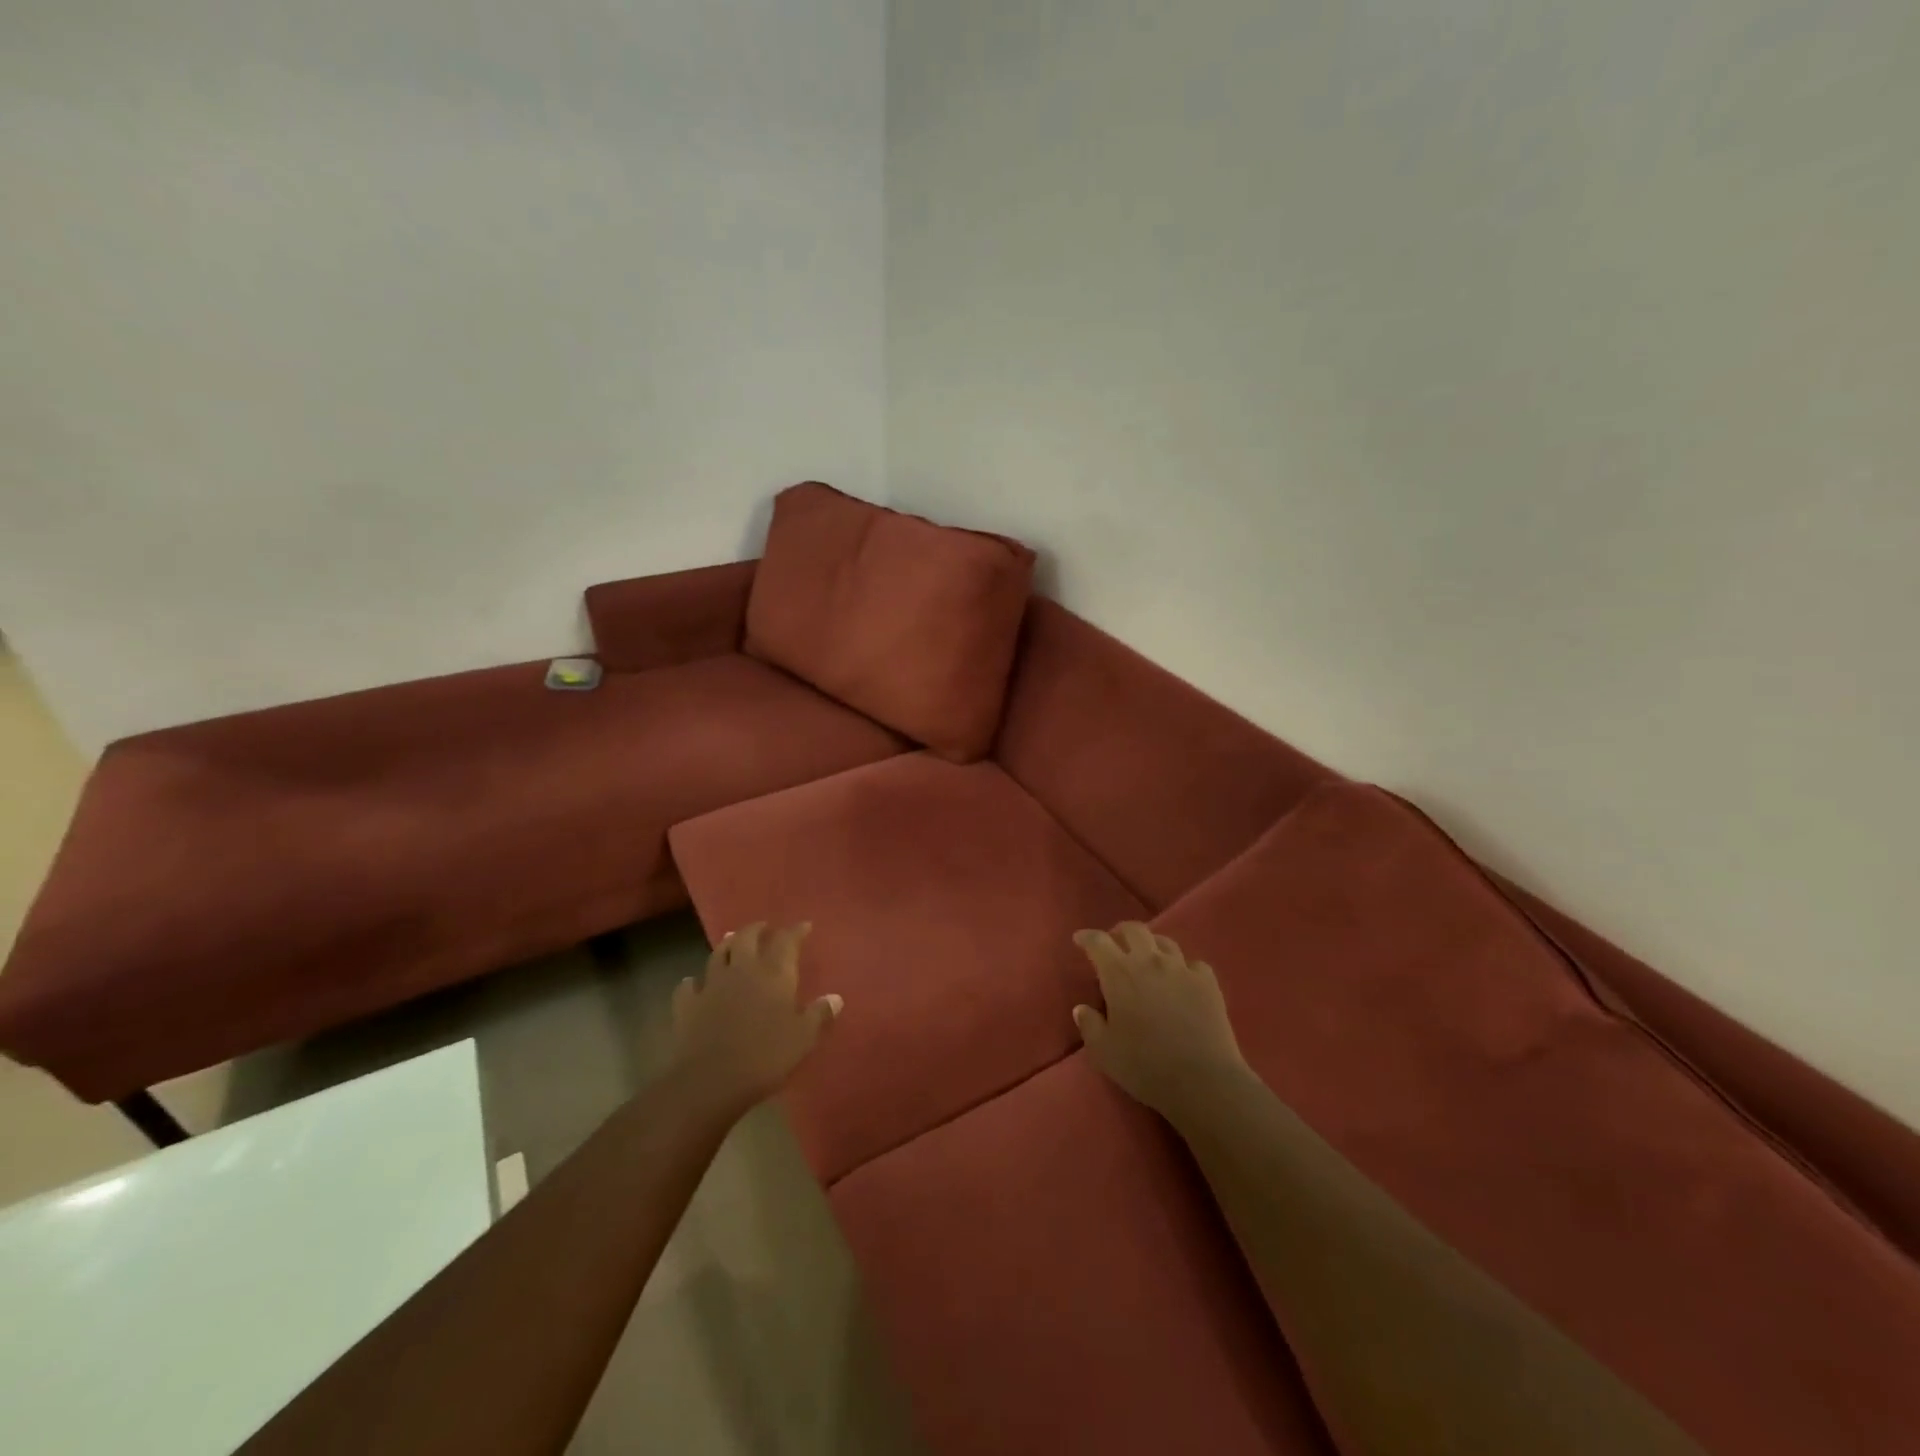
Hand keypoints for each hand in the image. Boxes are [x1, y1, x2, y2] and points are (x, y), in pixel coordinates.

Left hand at [669, 922, 840, 1119]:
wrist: (710, 1081)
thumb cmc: (765, 1056)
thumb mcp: (803, 1038)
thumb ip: (819, 1015)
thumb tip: (835, 997)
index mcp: (774, 974)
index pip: (787, 941)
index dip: (796, 931)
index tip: (805, 926)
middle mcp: (742, 970)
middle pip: (747, 937)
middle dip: (757, 929)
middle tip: (765, 927)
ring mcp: (711, 984)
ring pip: (718, 954)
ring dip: (727, 944)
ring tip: (732, 940)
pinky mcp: (687, 1004)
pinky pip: (689, 985)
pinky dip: (694, 981)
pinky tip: (696, 984)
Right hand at [1072, 923, 1249, 1121]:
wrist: (1203, 1080)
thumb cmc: (1145, 1066)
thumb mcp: (1104, 1052)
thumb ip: (1089, 1025)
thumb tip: (1082, 1008)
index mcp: (1119, 974)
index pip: (1098, 942)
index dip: (1087, 937)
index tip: (1080, 939)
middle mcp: (1150, 961)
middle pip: (1134, 930)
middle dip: (1120, 932)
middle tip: (1115, 944)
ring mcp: (1182, 969)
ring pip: (1165, 942)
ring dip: (1151, 946)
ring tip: (1148, 959)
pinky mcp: (1207, 982)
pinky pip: (1193, 964)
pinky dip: (1183, 968)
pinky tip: (1182, 981)